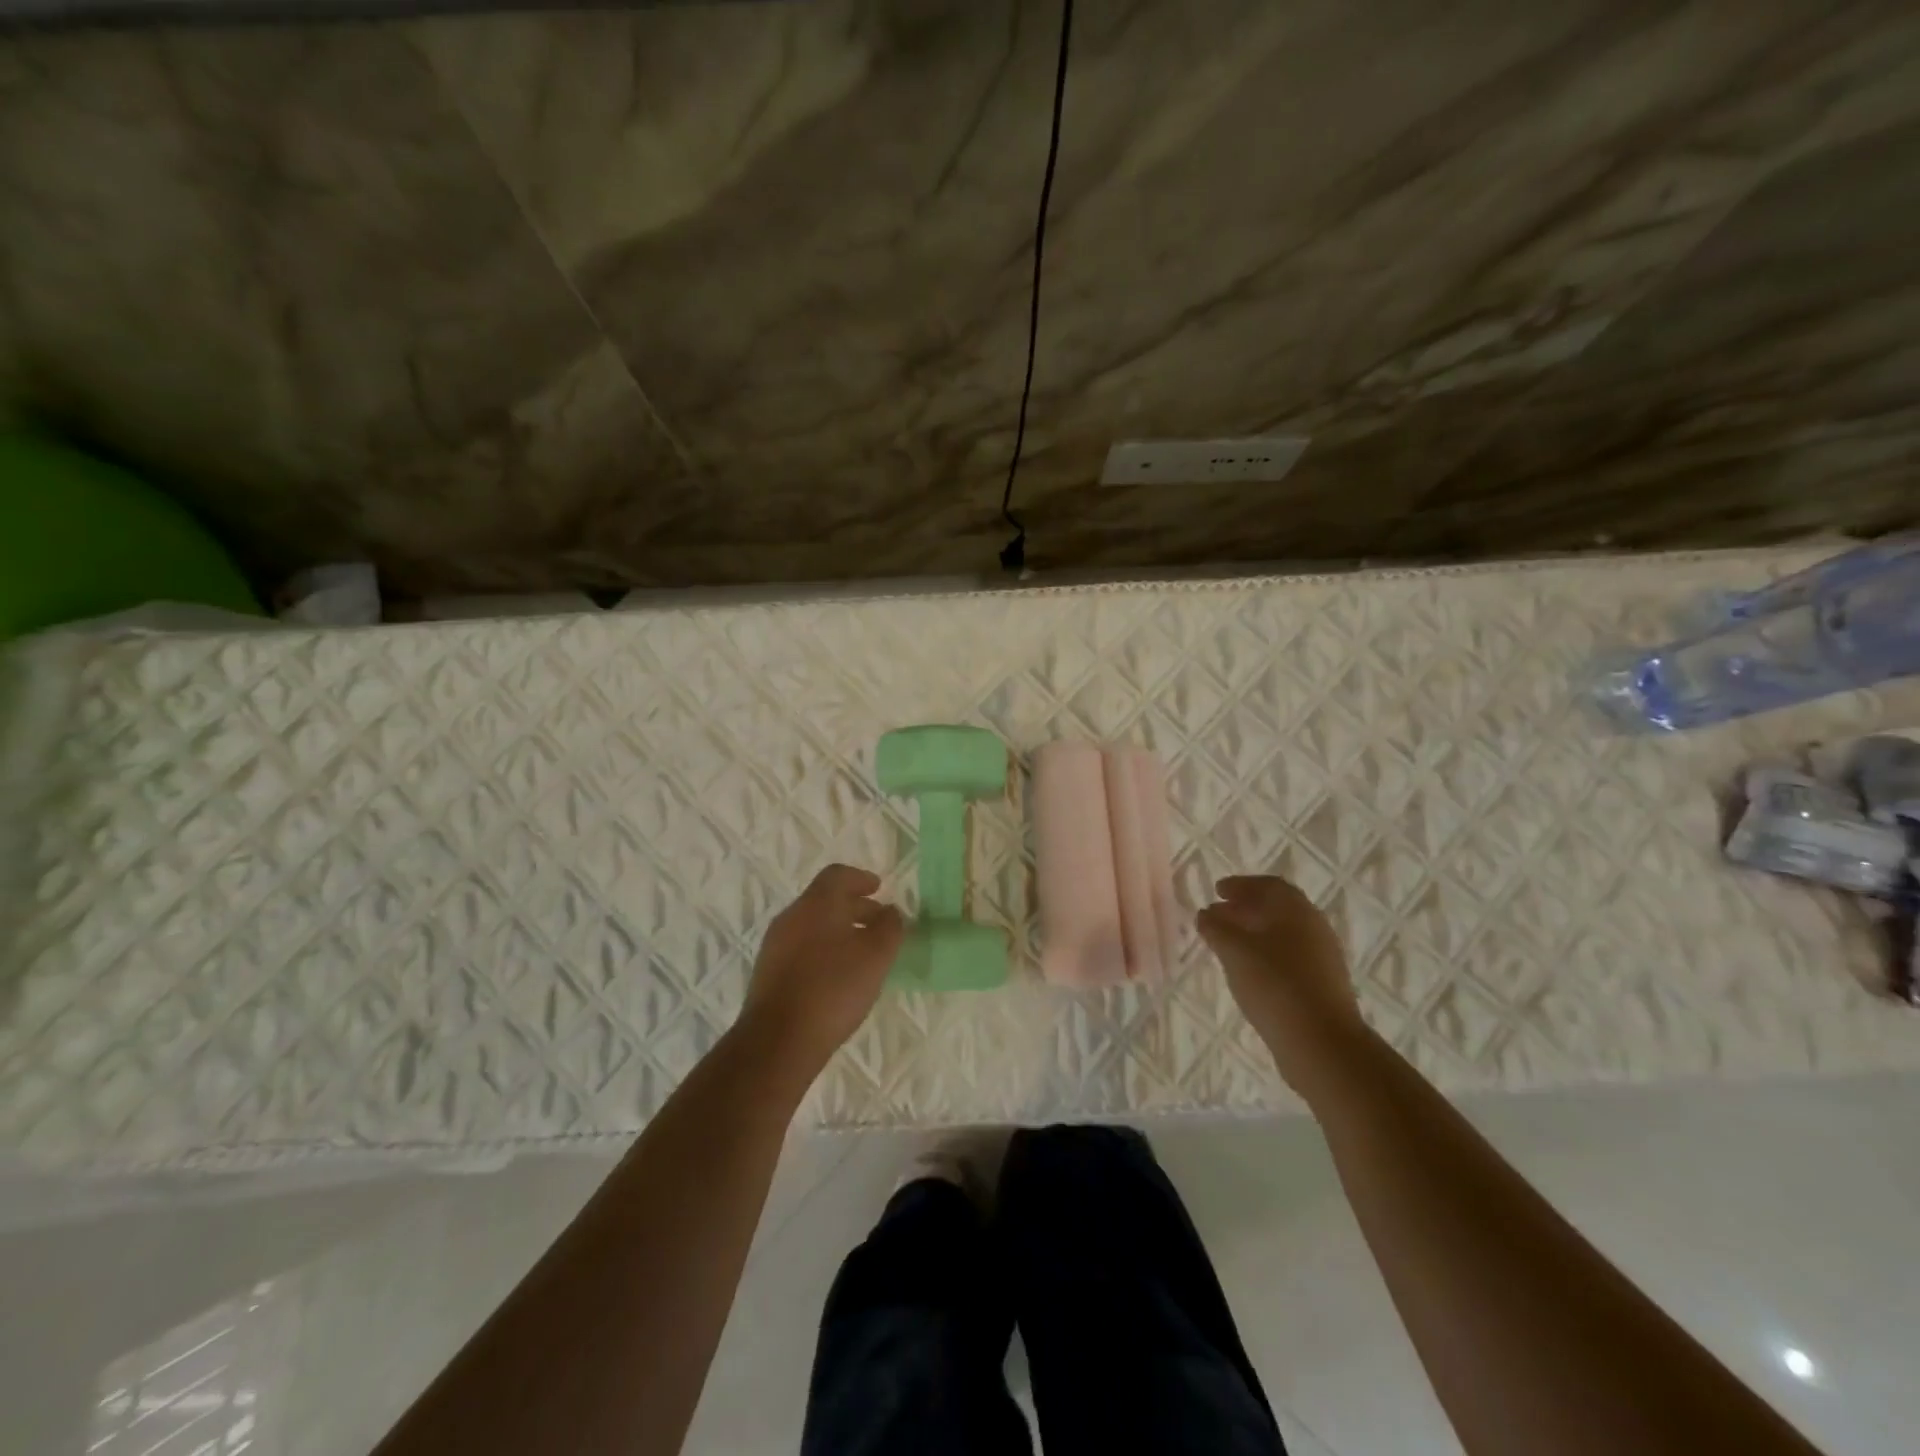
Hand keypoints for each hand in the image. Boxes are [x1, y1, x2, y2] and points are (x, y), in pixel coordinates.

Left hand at [738, 864, 903, 1075]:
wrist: (778, 1041)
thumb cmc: (833, 988)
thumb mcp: (876, 955)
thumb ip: (889, 927)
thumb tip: (890, 912)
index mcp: (816, 904)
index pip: (837, 875)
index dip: (861, 879)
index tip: (879, 889)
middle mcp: (792, 917)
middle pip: (825, 900)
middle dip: (854, 907)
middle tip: (879, 923)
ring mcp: (775, 945)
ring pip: (812, 926)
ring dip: (839, 931)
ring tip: (863, 953)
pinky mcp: (769, 973)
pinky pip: (802, 949)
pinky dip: (824, 951)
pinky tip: (839, 976)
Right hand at [1197, 875, 1368, 1097]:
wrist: (1322, 1043)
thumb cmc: (1275, 985)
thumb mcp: (1234, 951)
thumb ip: (1216, 928)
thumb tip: (1206, 914)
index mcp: (1296, 910)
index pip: (1268, 885)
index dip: (1241, 885)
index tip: (1217, 891)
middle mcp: (1314, 927)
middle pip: (1278, 908)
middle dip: (1246, 908)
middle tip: (1218, 915)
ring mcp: (1323, 958)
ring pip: (1284, 934)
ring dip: (1255, 932)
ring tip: (1228, 944)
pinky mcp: (1323, 985)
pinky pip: (1290, 957)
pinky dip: (1267, 954)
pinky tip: (1250, 971)